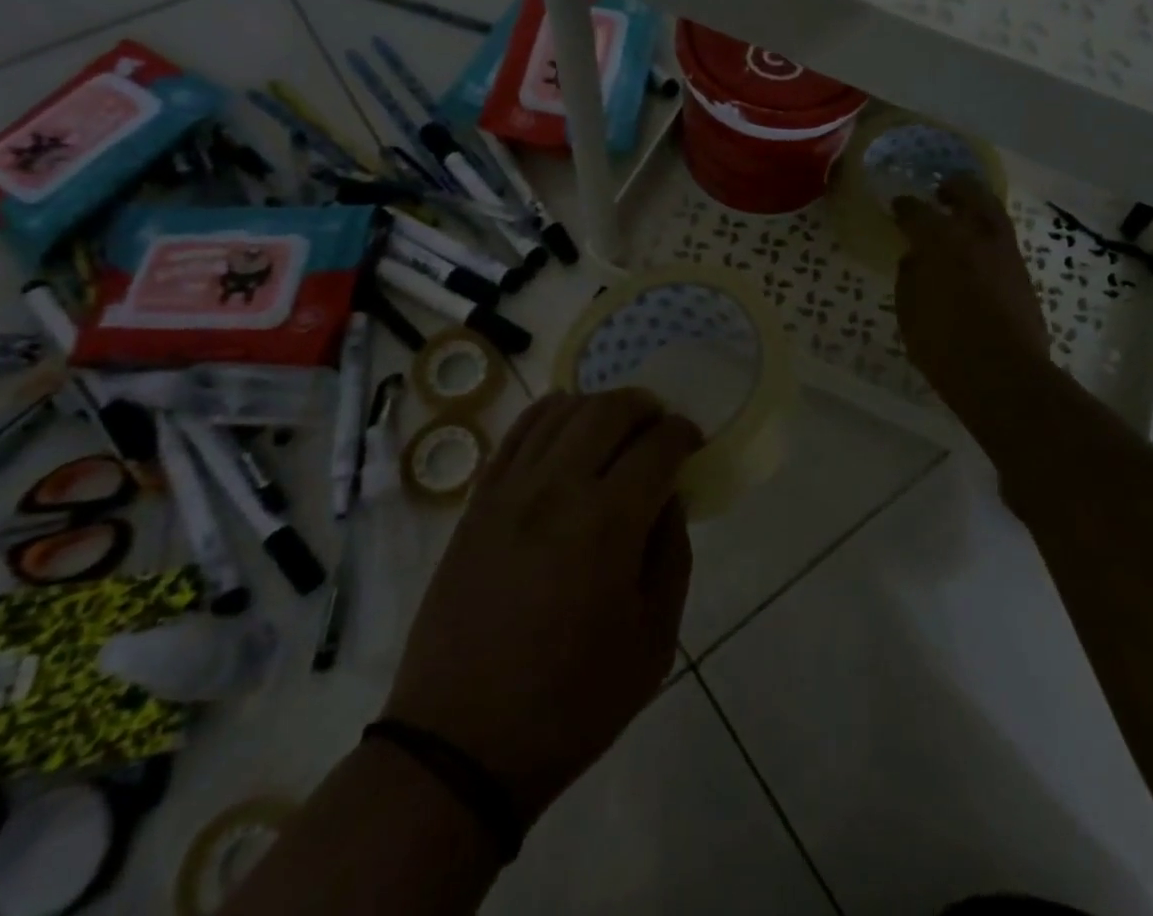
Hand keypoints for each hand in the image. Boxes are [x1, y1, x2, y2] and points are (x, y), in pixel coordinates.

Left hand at [385, 390, 700, 819]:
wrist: (460, 745)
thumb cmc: (572, 703)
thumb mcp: (654, 642)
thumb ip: (672, 555)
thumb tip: (669, 497)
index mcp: (608, 523)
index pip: (657, 445)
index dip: (682, 434)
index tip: (691, 444)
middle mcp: (557, 489)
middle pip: (608, 410)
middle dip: (644, 407)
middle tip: (658, 427)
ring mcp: (510, 491)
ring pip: (560, 411)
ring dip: (597, 406)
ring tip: (615, 427)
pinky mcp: (477, 503)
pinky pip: (515, 434)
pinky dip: (547, 415)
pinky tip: (563, 424)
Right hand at [893, 176, 1050, 410]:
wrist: (1004, 375)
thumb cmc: (945, 346)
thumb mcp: (910, 313)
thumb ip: (909, 279)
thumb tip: (914, 260)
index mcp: (941, 242)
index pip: (917, 212)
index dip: (904, 207)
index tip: (897, 206)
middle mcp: (976, 237)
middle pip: (969, 194)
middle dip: (954, 187)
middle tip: (941, 189)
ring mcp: (1005, 253)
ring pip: (993, 213)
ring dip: (976, 205)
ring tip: (963, 212)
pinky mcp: (1023, 274)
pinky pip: (1003, 239)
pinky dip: (988, 233)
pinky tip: (977, 247)